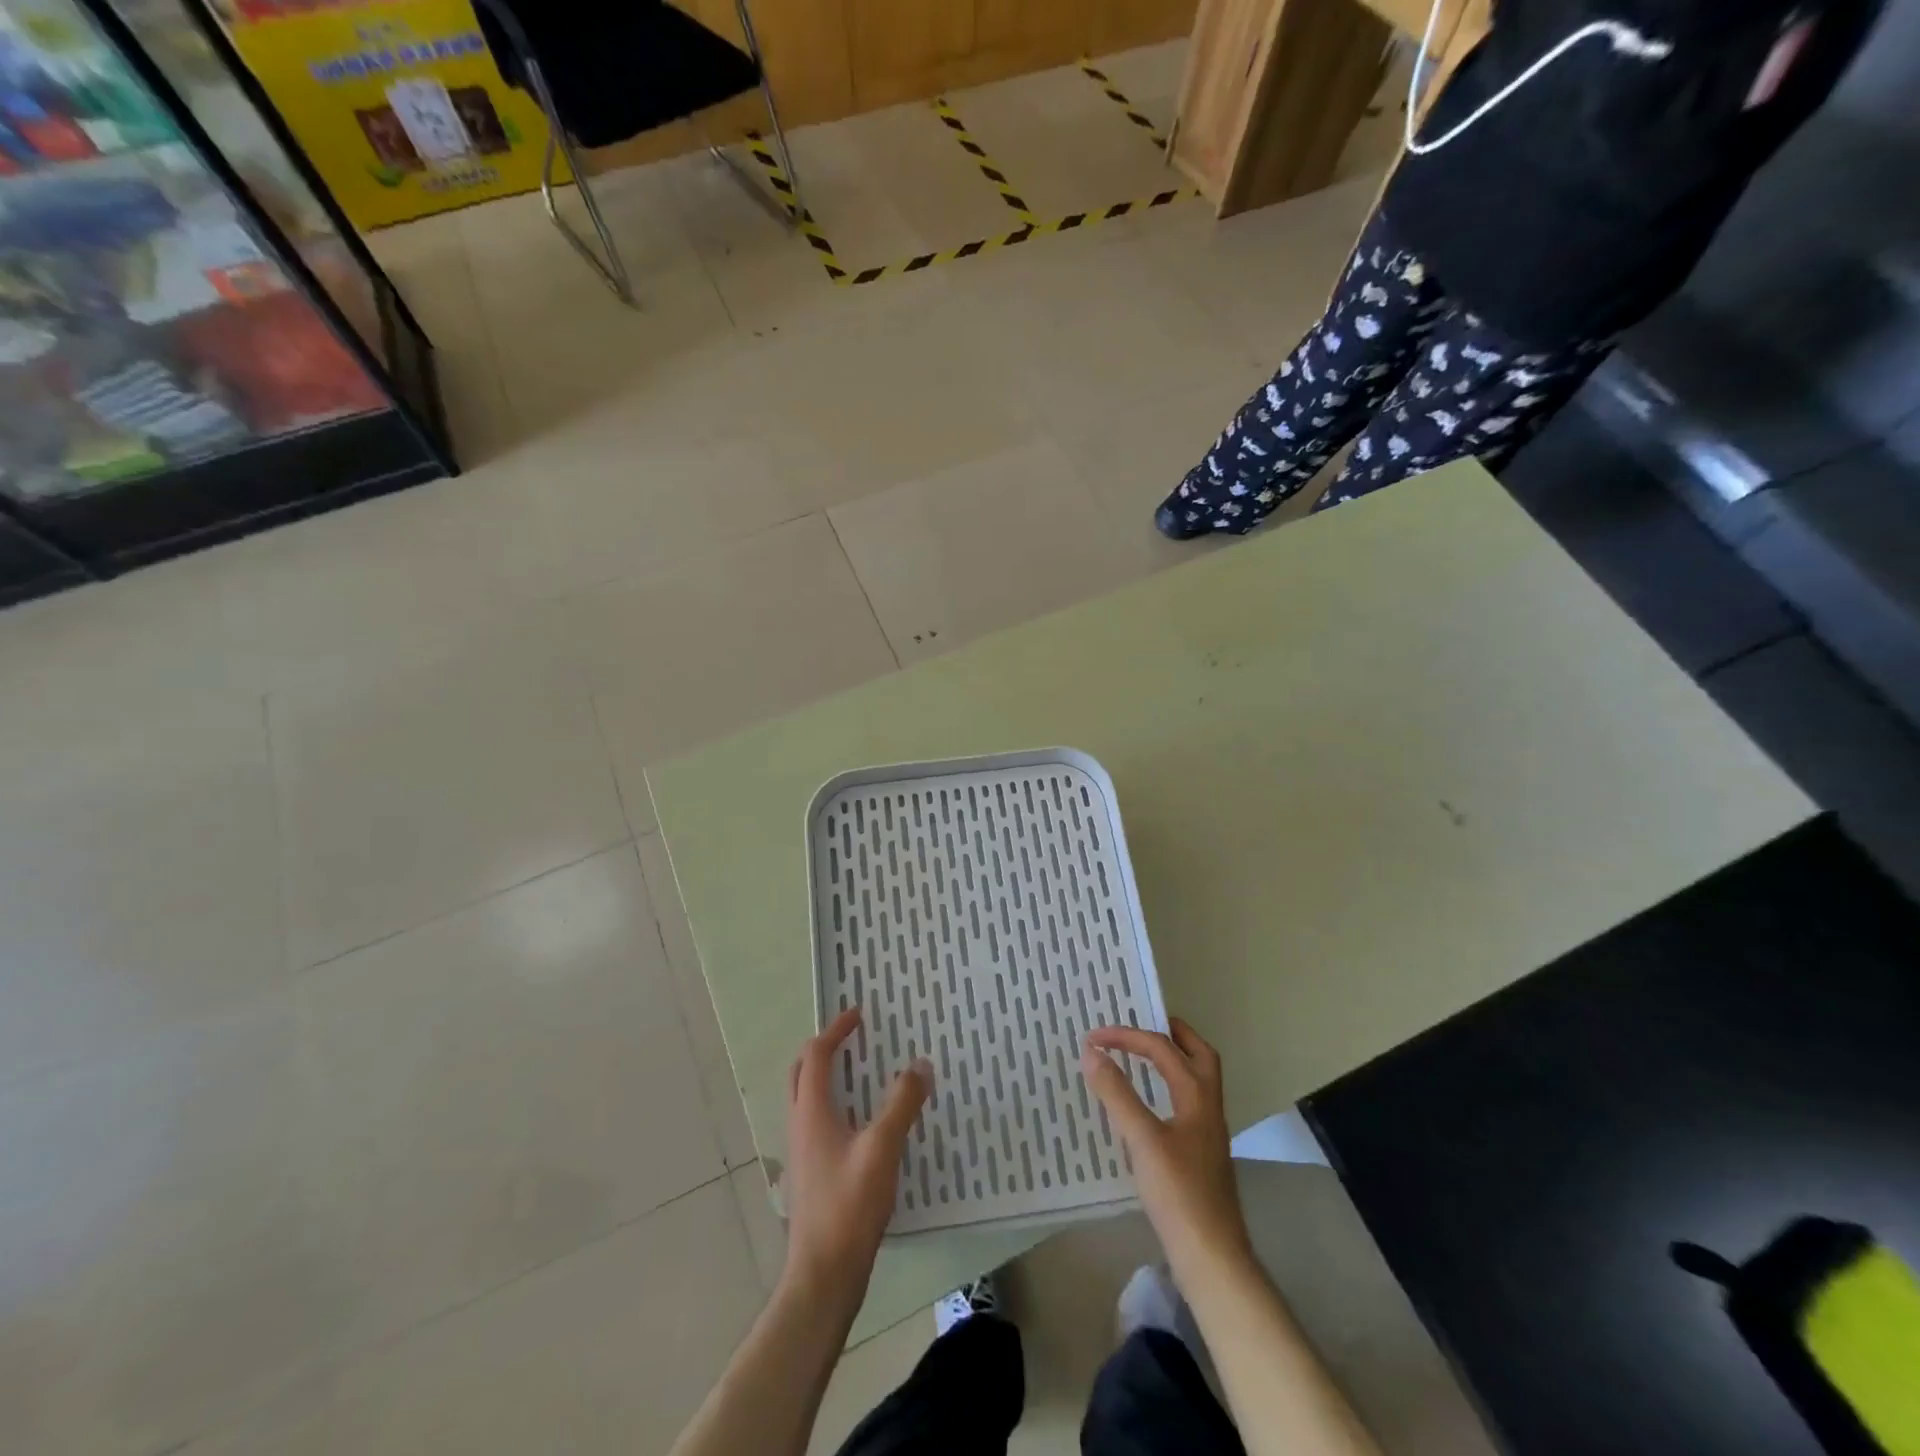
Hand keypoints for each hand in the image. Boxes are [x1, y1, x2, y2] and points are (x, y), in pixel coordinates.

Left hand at [780, 1006, 929, 1300]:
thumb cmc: (849, 1205)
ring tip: (860, 1073)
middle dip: (823, 1049)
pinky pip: (816, 1121)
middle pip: (801, 1073)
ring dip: (827, 1076)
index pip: (816, 1056)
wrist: (822, 1274)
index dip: (835, 1031)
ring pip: (806, 1098)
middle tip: (852, 1039)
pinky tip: (862, 1122)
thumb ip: (902, 1104)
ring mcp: (802, 1151)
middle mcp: (800, 1124)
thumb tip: (920, 1063)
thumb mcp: (882, 1148)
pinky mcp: (810, 1173)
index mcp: (811, 1111)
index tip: (858, 1015)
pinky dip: (833, 1104)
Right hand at [1081, 1018, 1252, 1277]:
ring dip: (1170, 1060)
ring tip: (1140, 1056)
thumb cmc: (1178, 1193)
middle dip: (1171, 1034)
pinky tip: (1145, 1105)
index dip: (1127, 1036)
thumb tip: (1091, 1051)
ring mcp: (1207, 1133)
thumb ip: (1116, 1093)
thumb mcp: (1141, 1140)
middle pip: (1198, 1055)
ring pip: (1195, 1080)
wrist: (1211, 1257)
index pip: (1162, 1049)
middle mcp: (1208, 1107)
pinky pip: (1185, 1103)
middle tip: (1140, 1025)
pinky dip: (1166, 1088)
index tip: (1093, 1038)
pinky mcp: (1199, 1155)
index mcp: (1197, 1096)